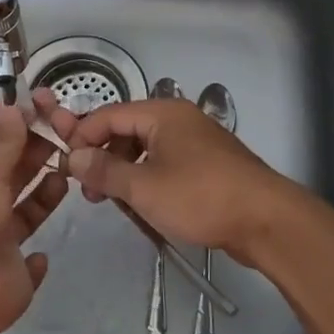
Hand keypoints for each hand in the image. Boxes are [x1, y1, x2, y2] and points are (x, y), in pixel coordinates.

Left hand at [0, 97, 76, 333]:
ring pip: (28, 212)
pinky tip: (46, 248)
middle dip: (39, 154)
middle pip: (15, 175)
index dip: (20, 127)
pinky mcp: (15, 276)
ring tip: (72, 170)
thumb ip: (3, 144)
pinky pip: (31, 264)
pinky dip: (39, 257)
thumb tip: (9, 104)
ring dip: (47, 193)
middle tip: (71, 134)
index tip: (49, 108)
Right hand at [64, 96, 294, 264]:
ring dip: (124, 170)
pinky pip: (165, 162)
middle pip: (126, 129)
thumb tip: (74, 158)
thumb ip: (105, 171)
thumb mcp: (144, 187)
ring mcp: (195, 140)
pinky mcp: (206, 164)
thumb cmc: (201, 197)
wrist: (266, 220)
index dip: (83, 137)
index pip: (108, 114)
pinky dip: (147, 177)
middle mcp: (178, 119)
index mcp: (162, 113)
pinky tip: (142, 203)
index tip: (67, 167)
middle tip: (89, 191)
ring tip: (113, 201)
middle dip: (103, 156)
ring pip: (145, 148)